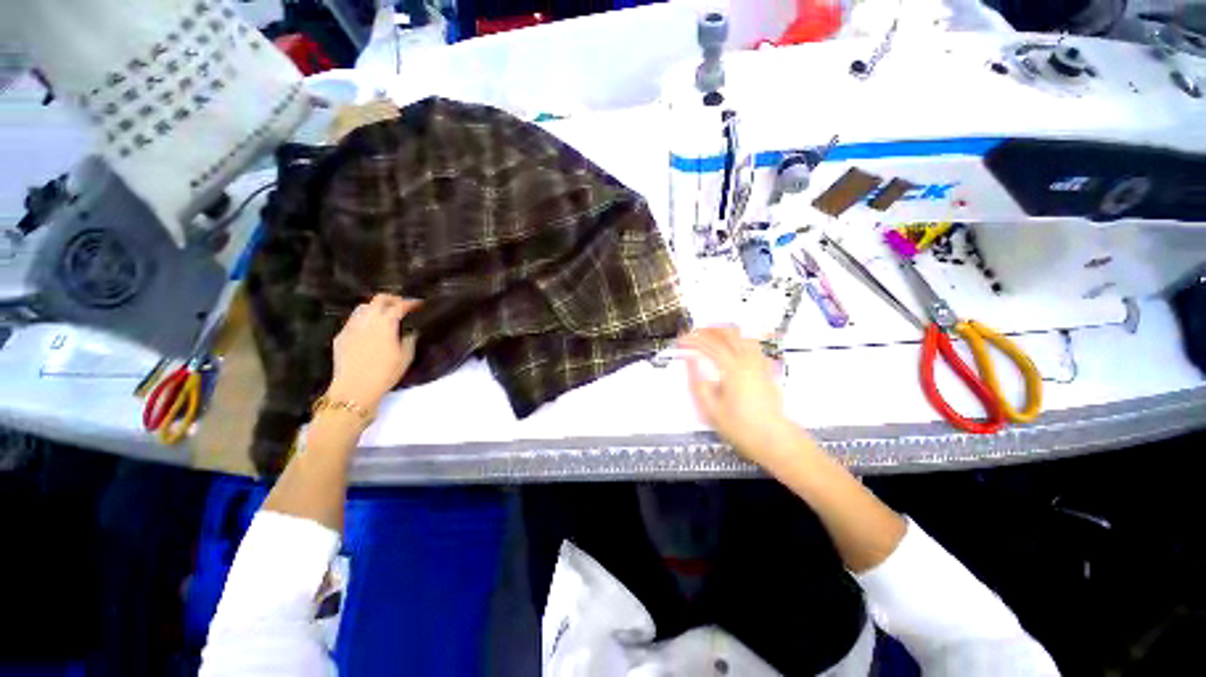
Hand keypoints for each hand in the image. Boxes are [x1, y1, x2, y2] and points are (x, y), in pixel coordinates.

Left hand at [327, 294, 421, 411]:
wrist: (354, 388)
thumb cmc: (385, 373)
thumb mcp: (405, 358)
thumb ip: (409, 340)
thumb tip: (411, 332)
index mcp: (385, 324)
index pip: (399, 306)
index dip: (410, 303)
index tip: (418, 304)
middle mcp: (367, 321)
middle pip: (378, 300)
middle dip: (391, 299)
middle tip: (401, 304)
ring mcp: (351, 327)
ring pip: (363, 307)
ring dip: (376, 307)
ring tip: (384, 314)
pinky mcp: (341, 336)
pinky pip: (353, 320)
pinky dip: (364, 319)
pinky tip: (369, 329)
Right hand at [680, 327, 803, 465]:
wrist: (773, 439)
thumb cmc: (742, 427)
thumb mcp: (711, 409)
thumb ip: (698, 383)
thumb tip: (690, 363)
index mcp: (733, 369)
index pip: (710, 345)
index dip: (694, 339)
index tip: (682, 340)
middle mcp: (748, 362)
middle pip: (729, 333)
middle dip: (710, 329)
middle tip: (696, 332)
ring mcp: (760, 364)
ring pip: (744, 336)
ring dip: (727, 331)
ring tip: (714, 334)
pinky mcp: (766, 370)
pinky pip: (755, 346)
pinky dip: (742, 340)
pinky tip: (736, 345)